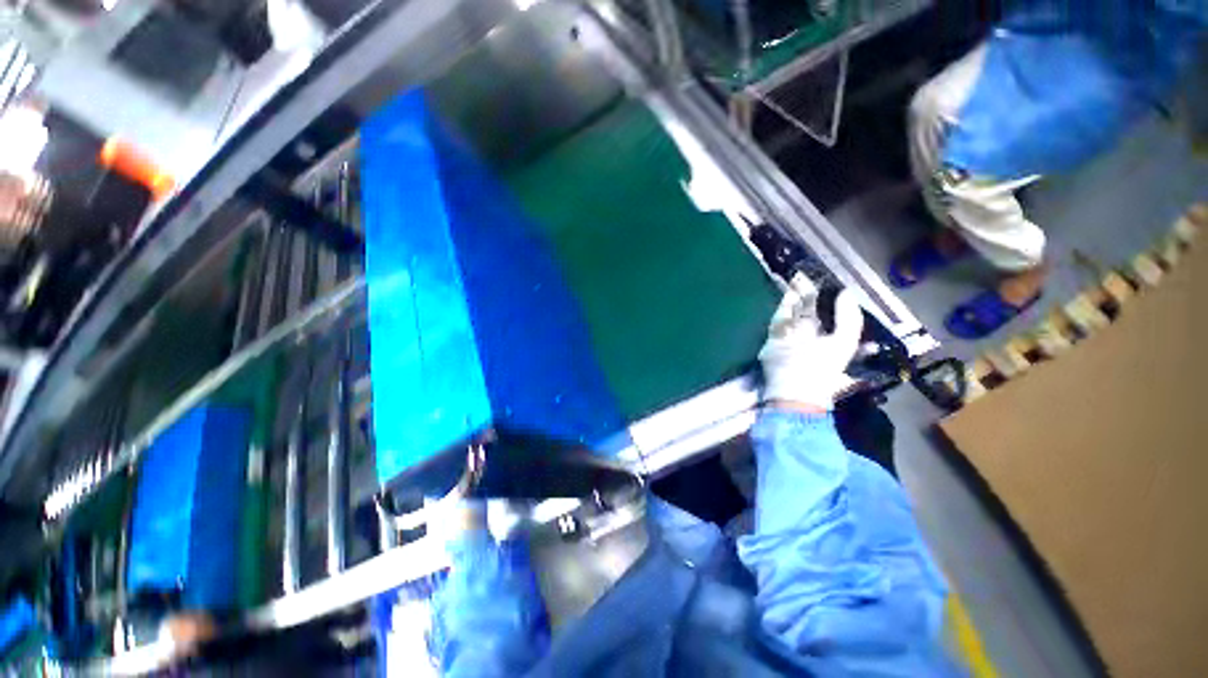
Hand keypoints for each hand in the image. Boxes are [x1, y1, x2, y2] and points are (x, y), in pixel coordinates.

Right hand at [759, 273, 862, 409]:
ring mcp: (791, 334)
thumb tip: (846, 292)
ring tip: (800, 274)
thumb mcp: (845, 343)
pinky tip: (789, 287)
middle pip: (810, 308)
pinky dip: (783, 301)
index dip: (829, 297)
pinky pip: (780, 315)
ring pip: (794, 309)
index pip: (829, 313)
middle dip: (811, 292)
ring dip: (796, 293)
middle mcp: (810, 334)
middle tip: (812, 273)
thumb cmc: (823, 368)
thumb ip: (849, 318)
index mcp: (829, 337)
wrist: (793, 387)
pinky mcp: (774, 335)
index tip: (829, 280)